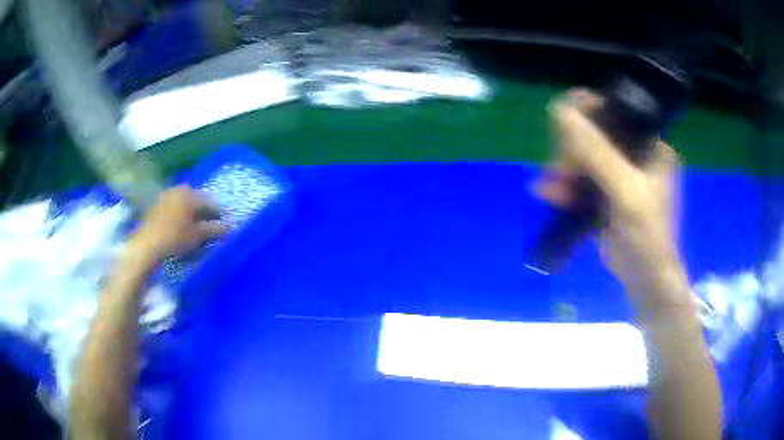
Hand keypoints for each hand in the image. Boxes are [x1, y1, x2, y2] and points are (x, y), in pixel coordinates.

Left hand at [129, 185, 228, 263]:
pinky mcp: (157, 203)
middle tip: (209, 225)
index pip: (210, 202)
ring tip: (195, 226)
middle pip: (197, 199)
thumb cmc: (175, 237)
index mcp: (191, 193)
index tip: (224, 224)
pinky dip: (180, 213)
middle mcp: (179, 189)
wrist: (147, 243)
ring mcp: (167, 194)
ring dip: (191, 212)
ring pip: (184, 202)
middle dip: (204, 211)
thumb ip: (214, 229)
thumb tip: (230, 227)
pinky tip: (180, 225)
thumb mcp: (197, 235)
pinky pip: (174, 206)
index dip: (218, 213)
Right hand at [537, 89, 691, 316]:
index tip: (568, 135)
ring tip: (550, 191)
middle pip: (594, 135)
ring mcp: (620, 172)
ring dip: (563, 172)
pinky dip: (564, 186)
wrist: (644, 280)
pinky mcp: (606, 191)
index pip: (614, 113)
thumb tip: (560, 111)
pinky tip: (550, 195)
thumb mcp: (627, 193)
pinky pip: (580, 178)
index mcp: (650, 144)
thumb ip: (598, 153)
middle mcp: (636, 152)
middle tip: (559, 175)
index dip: (588, 117)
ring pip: (583, 157)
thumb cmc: (647, 237)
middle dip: (571, 154)